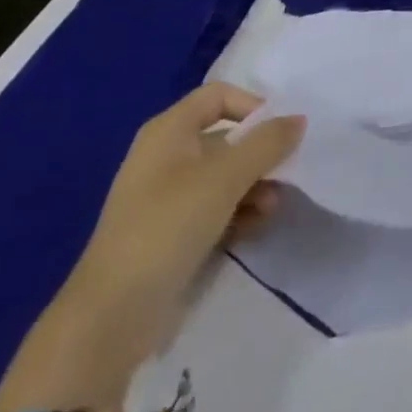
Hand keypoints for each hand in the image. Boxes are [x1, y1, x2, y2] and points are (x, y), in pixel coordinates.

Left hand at [57, 83, 304, 368]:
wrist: (112, 315)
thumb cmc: (169, 226)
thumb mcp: (226, 177)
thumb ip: (267, 143)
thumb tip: (298, 119)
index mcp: (168, 132)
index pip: (219, 95)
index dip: (253, 106)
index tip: (280, 132)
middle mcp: (166, 156)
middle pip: (227, 137)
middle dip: (260, 155)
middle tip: (284, 174)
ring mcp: (167, 196)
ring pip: (225, 175)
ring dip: (254, 186)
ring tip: (270, 208)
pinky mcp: (172, 231)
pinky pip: (215, 207)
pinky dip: (238, 212)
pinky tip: (254, 228)